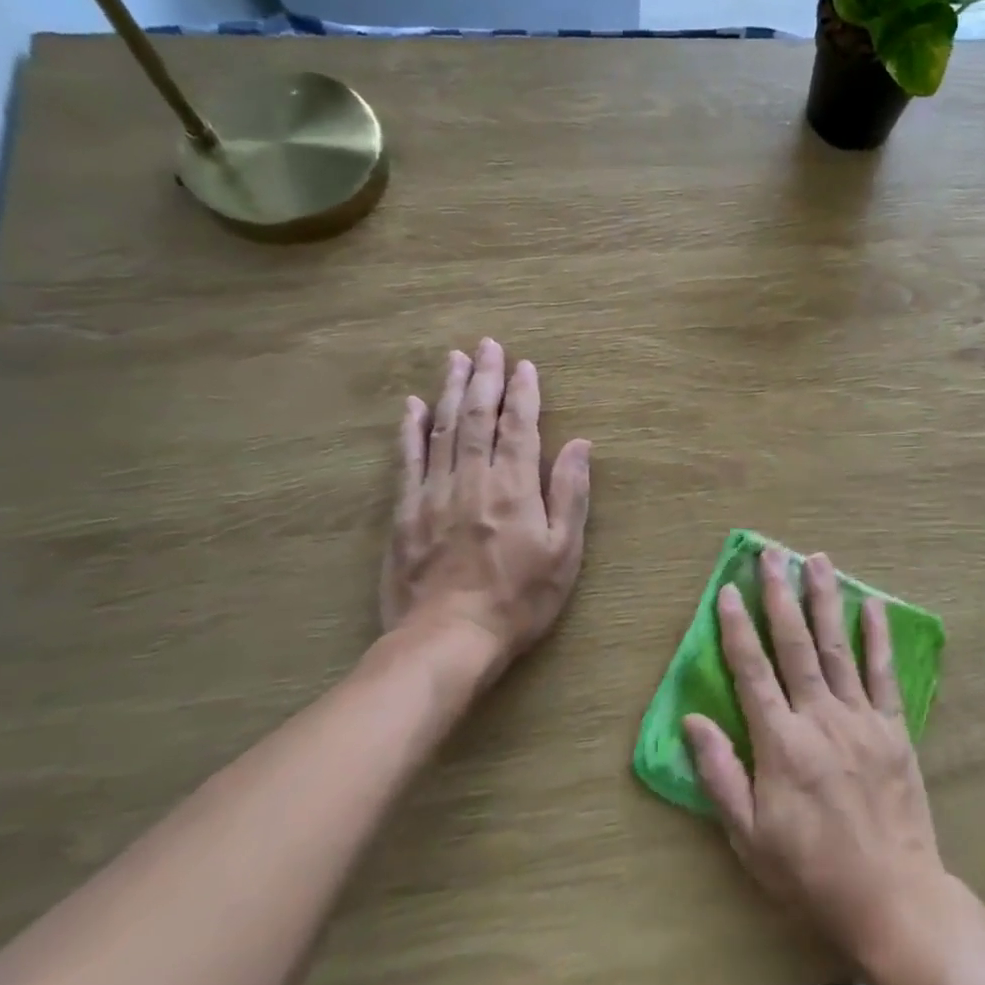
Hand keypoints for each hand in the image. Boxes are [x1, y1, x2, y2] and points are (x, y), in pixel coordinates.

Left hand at [382, 340, 591, 673]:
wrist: (448, 639)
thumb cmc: (518, 599)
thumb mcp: (563, 553)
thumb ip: (570, 494)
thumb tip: (579, 445)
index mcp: (514, 487)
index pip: (519, 427)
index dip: (523, 393)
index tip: (525, 365)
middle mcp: (472, 479)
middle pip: (478, 417)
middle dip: (485, 378)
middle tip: (487, 345)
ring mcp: (433, 493)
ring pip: (443, 429)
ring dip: (451, 391)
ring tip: (455, 359)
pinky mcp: (405, 512)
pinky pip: (408, 460)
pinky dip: (411, 430)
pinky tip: (413, 406)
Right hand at [683, 548, 948, 966]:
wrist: (892, 898)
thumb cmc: (810, 873)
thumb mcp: (749, 838)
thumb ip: (720, 775)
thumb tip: (692, 721)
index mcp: (780, 744)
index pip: (751, 671)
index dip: (735, 627)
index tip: (726, 588)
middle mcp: (819, 718)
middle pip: (794, 645)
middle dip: (779, 596)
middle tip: (771, 555)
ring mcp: (861, 719)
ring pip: (837, 647)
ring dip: (825, 601)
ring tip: (817, 560)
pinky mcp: (894, 729)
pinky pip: (884, 673)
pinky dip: (878, 637)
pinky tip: (873, 605)